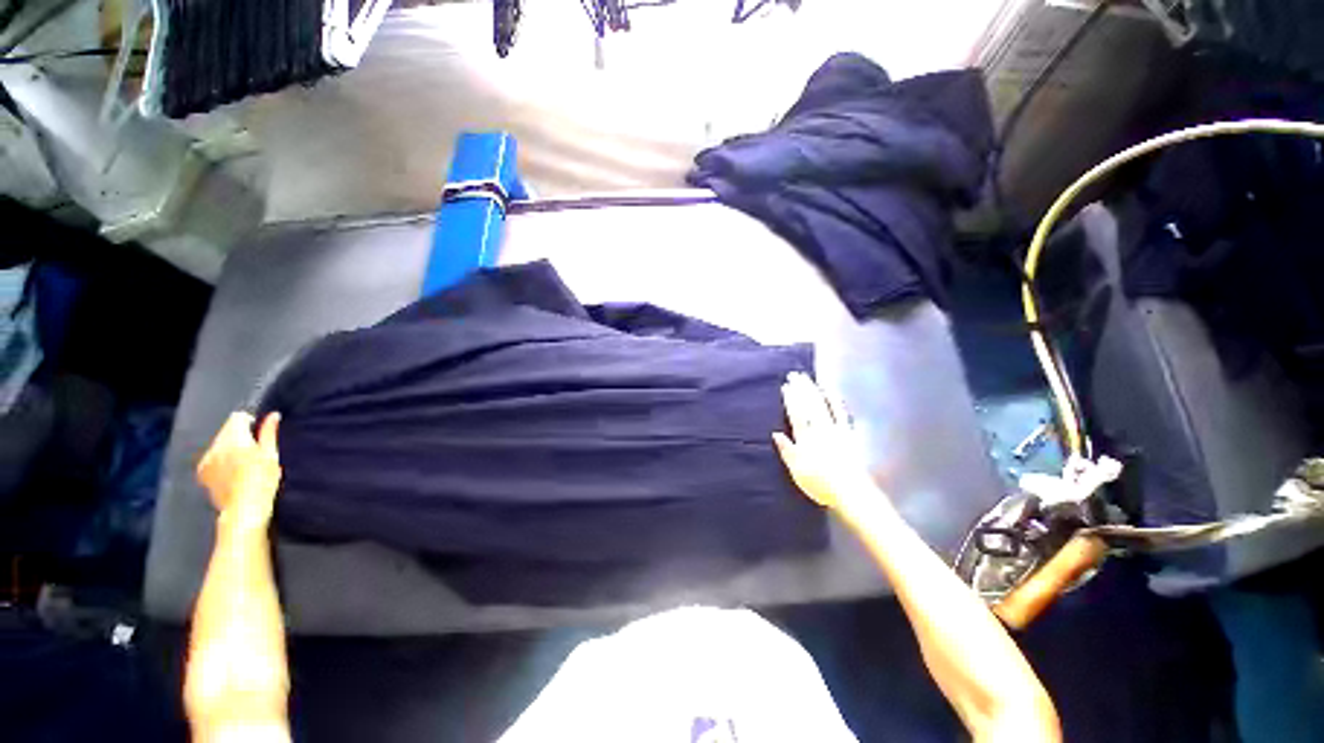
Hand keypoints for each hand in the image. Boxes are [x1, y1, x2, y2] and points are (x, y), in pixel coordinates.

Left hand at [197, 413, 281, 530]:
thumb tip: (273, 415)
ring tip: (242, 462)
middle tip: (254, 450)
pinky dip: (220, 459)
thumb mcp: (271, 455)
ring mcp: (206, 459)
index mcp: (234, 439)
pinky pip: (211, 457)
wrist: (243, 508)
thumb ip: (269, 433)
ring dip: (229, 447)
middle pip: (226, 430)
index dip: (250, 422)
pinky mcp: (202, 472)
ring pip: (218, 444)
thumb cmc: (263, 480)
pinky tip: (231, 471)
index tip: (259, 434)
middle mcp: (216, 446)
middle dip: (238, 435)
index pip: (237, 418)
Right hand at [773, 372, 880, 511]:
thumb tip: (776, 434)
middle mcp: (819, 430)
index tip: (786, 386)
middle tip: (795, 374)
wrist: (850, 492)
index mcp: (805, 438)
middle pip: (809, 405)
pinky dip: (836, 401)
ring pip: (823, 405)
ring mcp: (835, 430)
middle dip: (801, 389)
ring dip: (815, 391)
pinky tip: (832, 392)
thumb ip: (787, 450)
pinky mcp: (848, 434)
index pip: (796, 414)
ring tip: (809, 379)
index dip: (790, 399)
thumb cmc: (820, 484)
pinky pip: (842, 414)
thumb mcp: (796, 471)